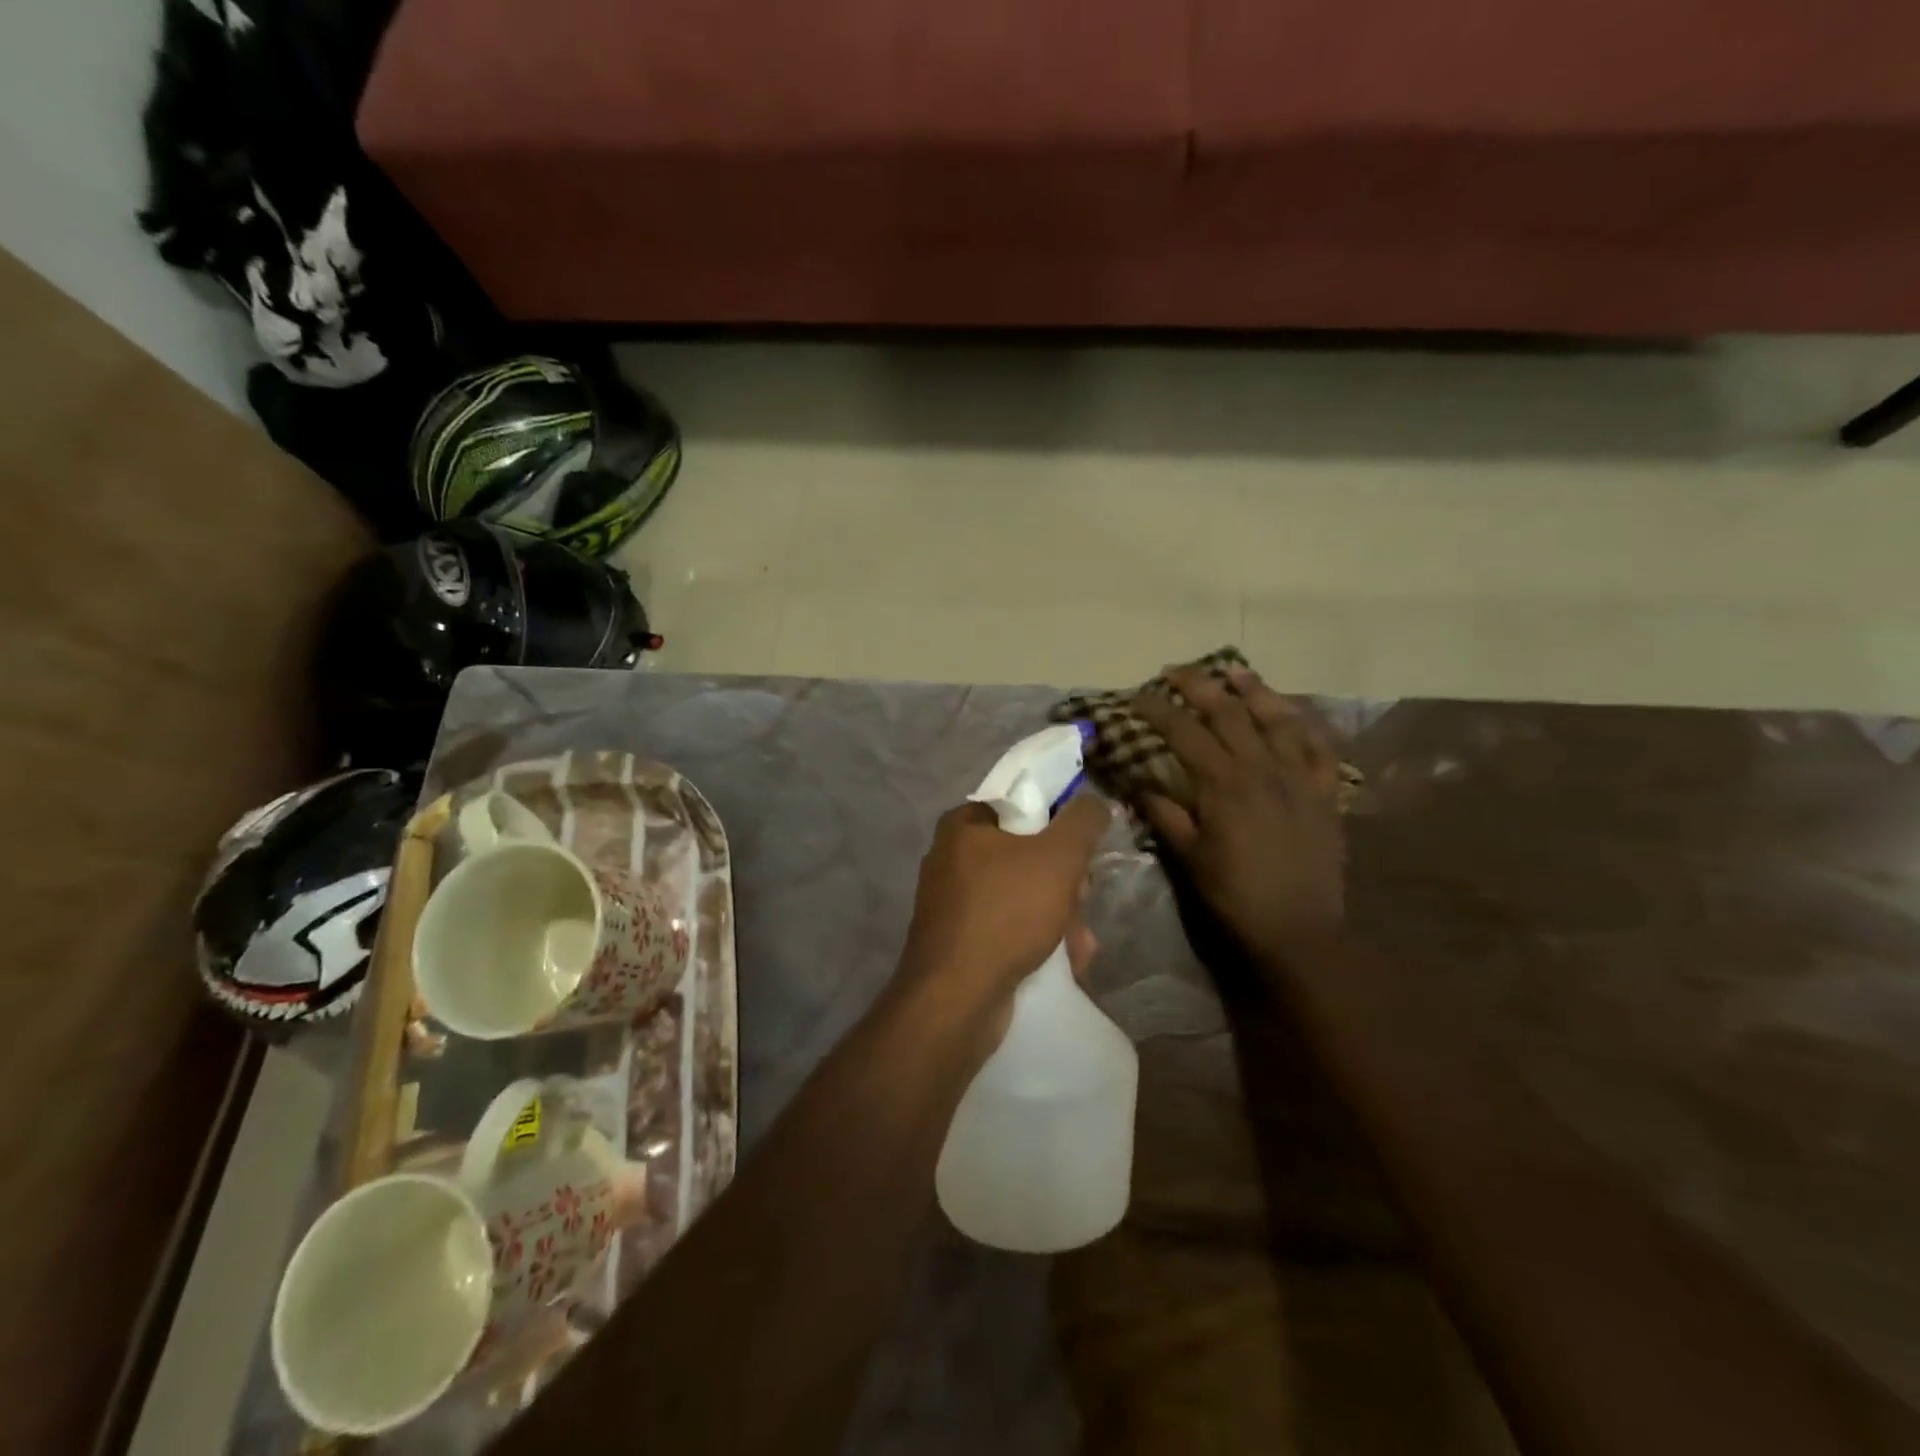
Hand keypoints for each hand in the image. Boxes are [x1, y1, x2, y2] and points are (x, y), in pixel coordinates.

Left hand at [898, 792, 1109, 1019]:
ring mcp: (953, 903)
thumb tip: (1096, 802)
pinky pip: (1008, 928)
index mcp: (962, 825)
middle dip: (1065, 884)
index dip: (1058, 827)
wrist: (956, 999)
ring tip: (1079, 947)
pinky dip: (1037, 941)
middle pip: (1027, 855)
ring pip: (1023, 896)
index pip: (1021, 807)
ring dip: (1060, 918)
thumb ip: (1082, 821)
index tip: (1080, 854)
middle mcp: (951, 859)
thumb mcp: (1058, 857)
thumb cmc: (1006, 913)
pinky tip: (1065, 962)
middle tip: (1081, 903)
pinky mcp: (959, 941)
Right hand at [1133, 666, 1345, 962]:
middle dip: (1199, 685)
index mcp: (1223, 784)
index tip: (1136, 696)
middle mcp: (1262, 768)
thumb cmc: (1235, 895)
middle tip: (1176, 671)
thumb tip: (1139, 783)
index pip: (1183, 732)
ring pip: (1276, 717)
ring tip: (1234, 672)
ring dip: (1253, 690)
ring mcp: (1299, 776)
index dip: (1157, 710)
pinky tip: (1292, 712)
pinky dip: (1305, 723)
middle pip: (1228, 711)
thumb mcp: (1189, 857)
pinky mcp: (1325, 791)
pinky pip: (1319, 746)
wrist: (1299, 929)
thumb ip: (1165, 814)